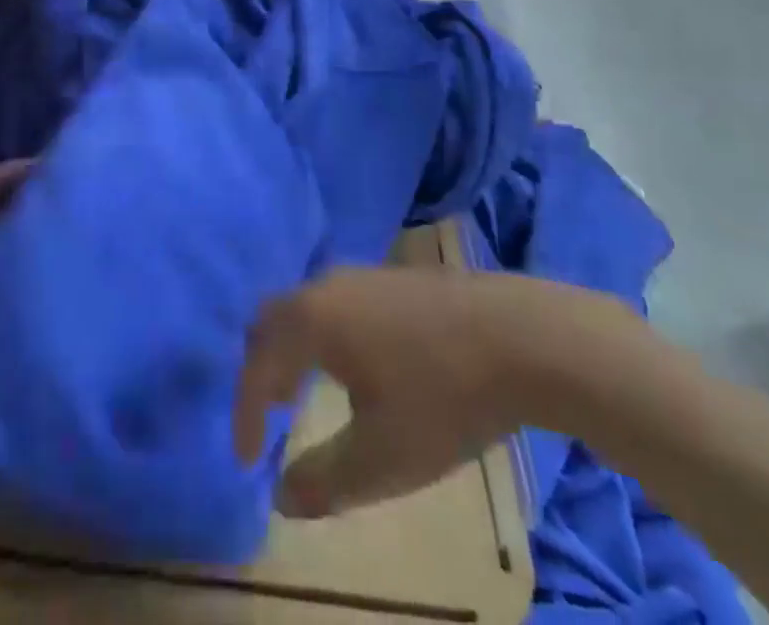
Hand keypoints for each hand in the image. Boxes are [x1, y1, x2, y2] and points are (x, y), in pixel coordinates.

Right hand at [233, 267, 651, 518]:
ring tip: (302, 393)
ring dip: (294, 350)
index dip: (245, 412)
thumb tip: (281, 493)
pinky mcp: (395, 278)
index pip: (257, 362)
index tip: (249, 460)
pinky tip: (353, 366)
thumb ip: (324, 479)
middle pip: (273, 319)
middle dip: (262, 367)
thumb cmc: (443, 396)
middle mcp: (328, 285)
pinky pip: (336, 303)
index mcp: (313, 319)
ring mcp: (364, 275)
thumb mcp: (382, 457)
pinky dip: (323, 336)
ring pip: (307, 307)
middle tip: (267, 415)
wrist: (523, 336)